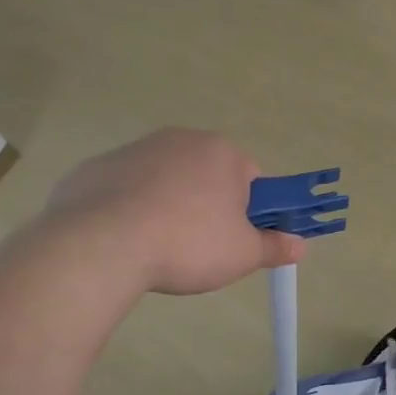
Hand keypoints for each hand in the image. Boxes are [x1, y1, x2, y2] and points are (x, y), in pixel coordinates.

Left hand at [43, 128, 302, 294]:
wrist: (99, 245)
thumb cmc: (187, 243)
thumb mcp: (243, 254)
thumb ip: (275, 246)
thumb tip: (300, 245)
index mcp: (222, 153)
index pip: (254, 180)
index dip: (253, 213)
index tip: (242, 239)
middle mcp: (180, 140)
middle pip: (209, 177)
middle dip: (212, 207)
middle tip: (206, 248)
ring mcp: (134, 151)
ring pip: (167, 182)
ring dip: (172, 208)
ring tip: (161, 248)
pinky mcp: (95, 168)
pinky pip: (127, 191)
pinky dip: (132, 211)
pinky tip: (127, 241)